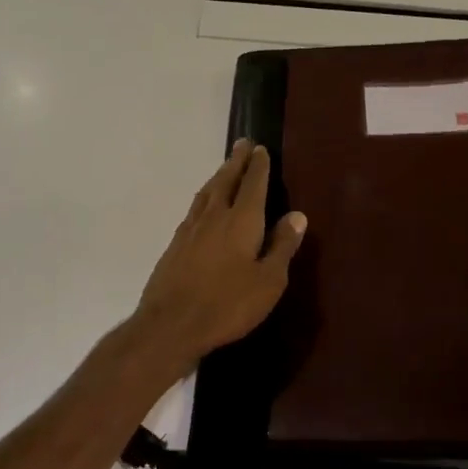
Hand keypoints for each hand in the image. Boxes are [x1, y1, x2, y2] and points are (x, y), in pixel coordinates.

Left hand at [131, 141, 307, 367]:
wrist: (171, 324)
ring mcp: (190, 229)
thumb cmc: (228, 305)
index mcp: (241, 221)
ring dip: (218, 176)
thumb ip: (282, 246)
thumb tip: (297, 215)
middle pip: (226, 181)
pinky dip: (204, 198)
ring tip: (225, 168)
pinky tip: (203, 205)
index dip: (259, 166)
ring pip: (206, 193)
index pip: (253, 185)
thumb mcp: (268, 281)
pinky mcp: (175, 245)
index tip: (261, 149)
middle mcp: (214, 216)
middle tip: (243, 144)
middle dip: (236, 162)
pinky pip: (194, 209)